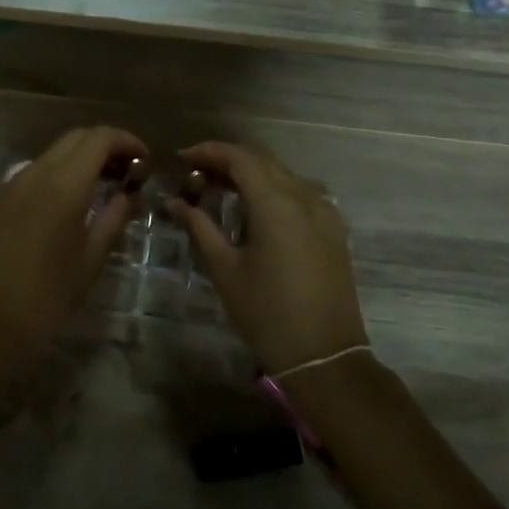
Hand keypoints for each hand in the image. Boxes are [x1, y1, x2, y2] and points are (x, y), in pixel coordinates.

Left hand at [0, 125, 146, 369]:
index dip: (126, 141)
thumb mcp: (91, 259)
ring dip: (80, 158)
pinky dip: (57, 172)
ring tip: (102, 185)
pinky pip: (32, 171)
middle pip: (75, 138)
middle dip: (105, 145)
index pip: (99, 138)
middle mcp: (34, 173)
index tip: (145, 160)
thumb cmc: (48, 297)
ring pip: (52, 153)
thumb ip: (114, 217)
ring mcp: (10, 183)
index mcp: (62, 185)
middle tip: (128, 171)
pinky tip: (68, 201)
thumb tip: (129, 194)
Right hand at [168, 141, 367, 374]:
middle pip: (263, 162)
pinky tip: (251, 208)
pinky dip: (271, 190)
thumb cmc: (267, 314)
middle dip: (227, 160)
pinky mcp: (333, 230)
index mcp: (278, 204)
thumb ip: (200, 227)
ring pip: (282, 176)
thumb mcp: (225, 270)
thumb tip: (175, 202)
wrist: (325, 356)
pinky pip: (298, 194)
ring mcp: (325, 213)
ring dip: (250, 174)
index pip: (241, 158)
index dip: (209, 152)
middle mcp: (305, 198)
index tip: (182, 159)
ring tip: (217, 187)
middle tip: (195, 173)